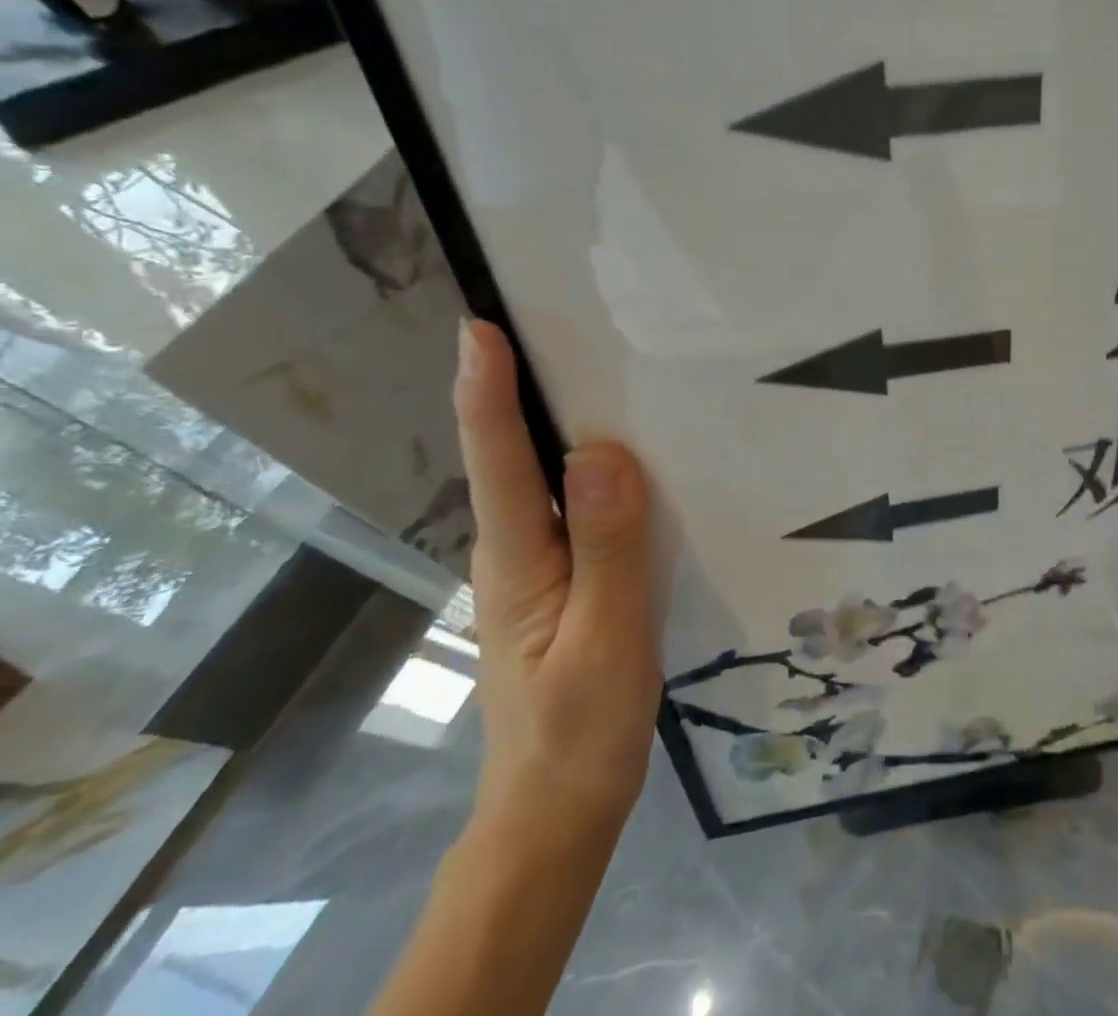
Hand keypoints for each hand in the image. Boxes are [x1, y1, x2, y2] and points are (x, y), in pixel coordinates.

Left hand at [453, 319, 661, 836]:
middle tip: (550, 319)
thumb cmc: (580, 731)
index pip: (498, 461)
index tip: (480, 327)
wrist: (561, 807)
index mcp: (519, 560)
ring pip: (544, 477)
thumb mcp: (604, 643)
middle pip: (512, 455)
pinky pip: (576, 503)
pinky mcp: (567, 576)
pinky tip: (627, 448)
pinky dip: (590, 461)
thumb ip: (607, 549)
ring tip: (595, 363)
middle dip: (518, 385)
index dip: (485, 392)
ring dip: (556, 417)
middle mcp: (519, 549)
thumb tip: (602, 453)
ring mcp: (540, 563)